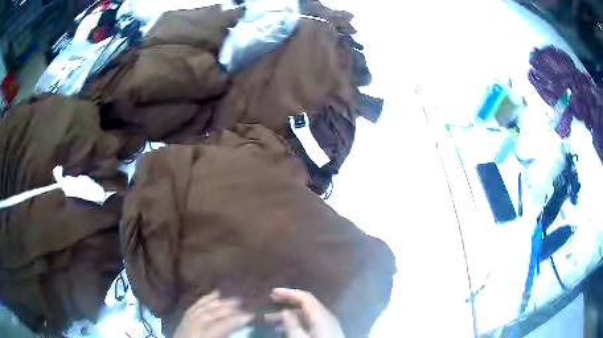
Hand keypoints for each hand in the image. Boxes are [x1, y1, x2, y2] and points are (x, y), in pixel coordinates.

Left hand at [174, 291, 252, 337]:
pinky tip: (215, 293)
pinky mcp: (185, 316)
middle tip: (244, 302)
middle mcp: (194, 325)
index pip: (222, 325)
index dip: (236, 319)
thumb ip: (226, 335)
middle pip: (212, 313)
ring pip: (204, 307)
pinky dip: (206, 299)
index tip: (251, 315)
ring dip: (219, 301)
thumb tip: (241, 329)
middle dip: (228, 306)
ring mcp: (188, 319)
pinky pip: (196, 305)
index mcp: (204, 335)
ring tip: (233, 298)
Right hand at [269, 288, 344, 337]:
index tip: (272, 293)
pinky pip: (312, 321)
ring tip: (273, 318)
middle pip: (307, 304)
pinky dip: (298, 320)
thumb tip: (285, 311)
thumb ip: (292, 324)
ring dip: (291, 313)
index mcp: (321, 316)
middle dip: (288, 301)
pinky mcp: (328, 331)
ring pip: (308, 313)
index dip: (288, 293)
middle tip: (271, 301)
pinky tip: (287, 327)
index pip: (305, 297)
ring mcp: (329, 324)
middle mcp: (326, 316)